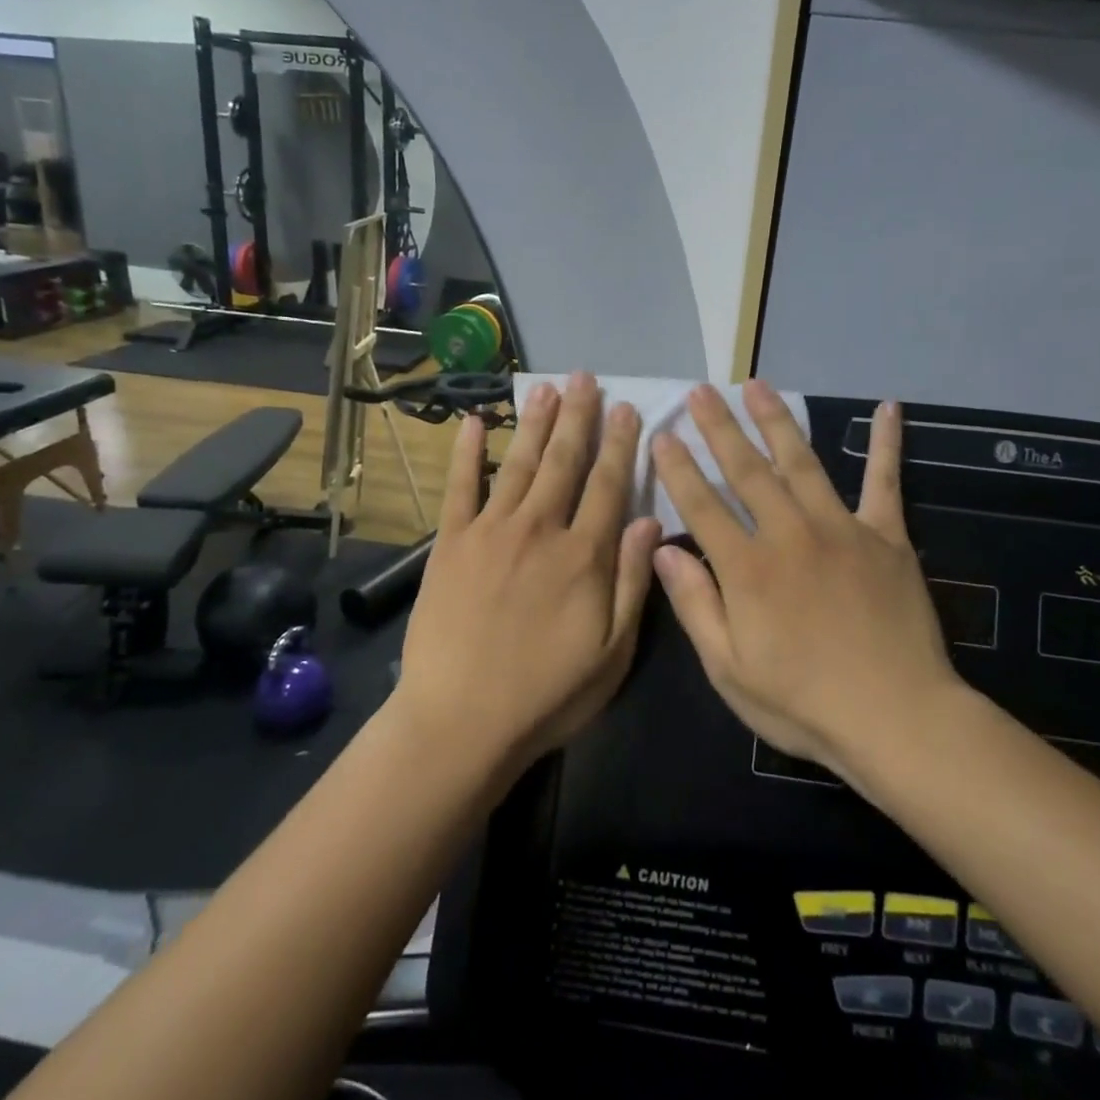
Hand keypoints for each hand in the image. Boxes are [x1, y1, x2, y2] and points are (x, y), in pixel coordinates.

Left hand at [396, 372, 663, 771]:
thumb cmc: (547, 694)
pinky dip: (468, 454)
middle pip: (564, 462)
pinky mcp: (450, 544)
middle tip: (585, 378)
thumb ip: (633, 581)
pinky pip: (460, 488)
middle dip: (579, 417)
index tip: (628, 408)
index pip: (609, 484)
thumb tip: (649, 519)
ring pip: (520, 464)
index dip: (621, 444)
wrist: (461, 721)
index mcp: (583, 555)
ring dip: (535, 423)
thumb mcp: (613, 652)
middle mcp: (539, 529)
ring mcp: (490, 532)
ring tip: (546, 388)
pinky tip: (474, 424)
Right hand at [651, 384, 956, 776]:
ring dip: (777, 421)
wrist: (897, 718)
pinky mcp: (886, 536)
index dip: (678, 468)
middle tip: (701, 391)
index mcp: (748, 569)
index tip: (661, 433)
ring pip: (802, 463)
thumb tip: (663, 548)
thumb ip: (696, 604)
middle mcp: (789, 534)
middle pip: (746, 471)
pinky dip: (886, 444)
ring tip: (758, 386)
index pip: (702, 506)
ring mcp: (841, 529)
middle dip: (719, 428)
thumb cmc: (803, 703)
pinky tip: (889, 408)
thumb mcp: (730, 669)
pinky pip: (885, 481)